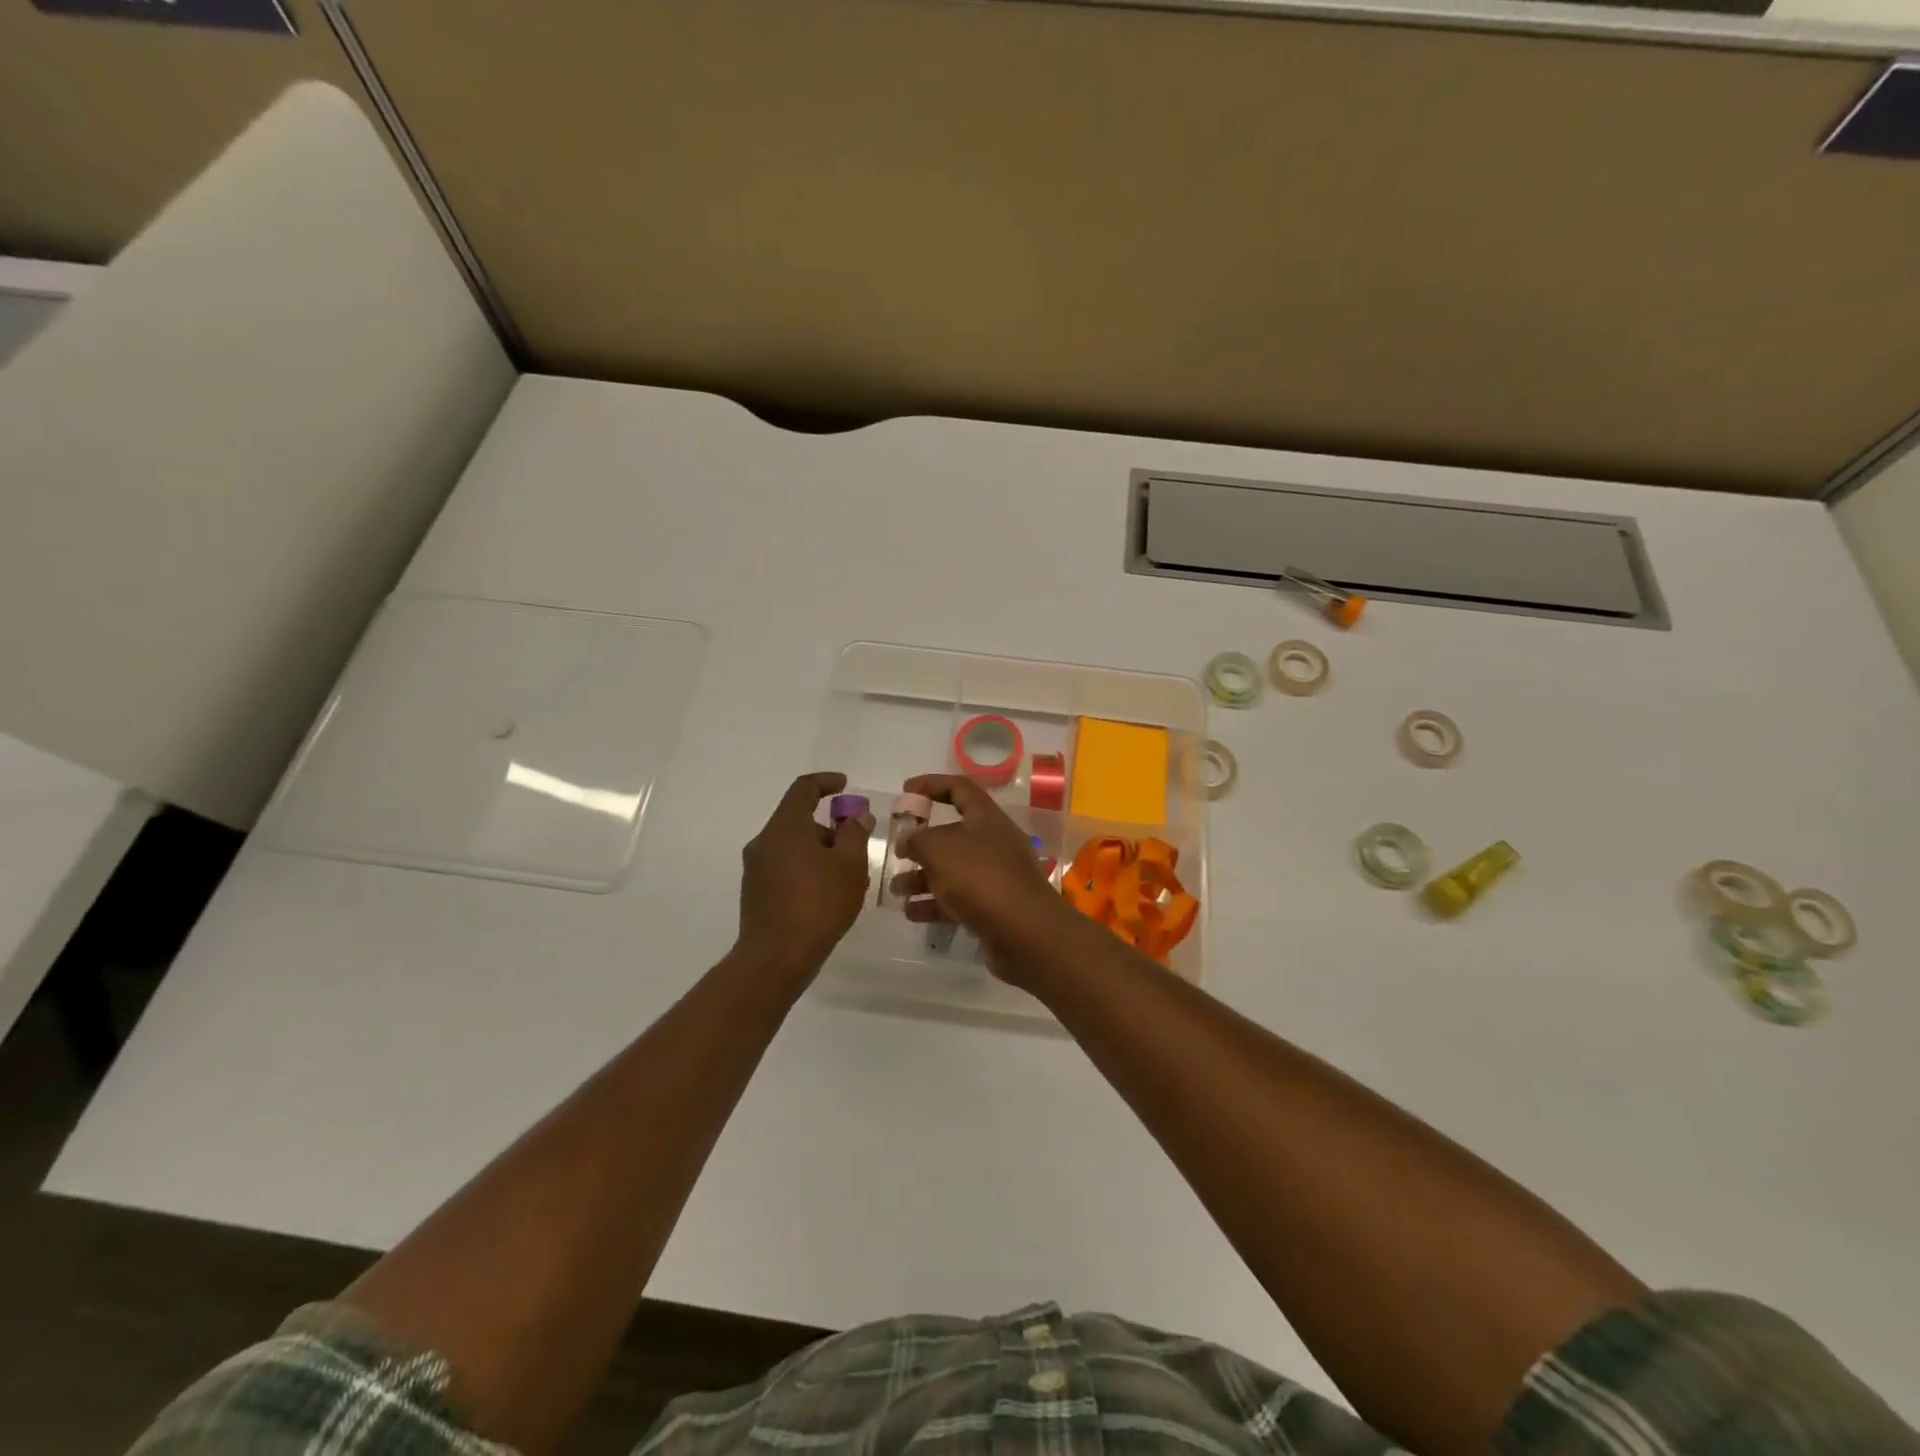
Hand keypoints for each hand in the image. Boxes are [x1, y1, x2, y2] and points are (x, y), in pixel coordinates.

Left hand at [737, 772, 874, 980]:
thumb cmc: (818, 903)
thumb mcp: (850, 865)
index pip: (803, 789)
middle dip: (829, 826)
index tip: (845, 785)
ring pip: (792, 846)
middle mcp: (764, 841)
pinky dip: (806, 869)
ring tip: (847, 877)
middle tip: (856, 843)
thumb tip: (856, 816)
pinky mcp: (755, 892)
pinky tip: (826, 894)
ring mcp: (756, 868)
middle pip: (798, 819)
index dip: (826, 782)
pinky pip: (784, 867)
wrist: (776, 957)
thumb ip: (855, 834)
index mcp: (785, 827)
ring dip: (819, 851)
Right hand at [893, 774, 1074, 983]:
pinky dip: (934, 903)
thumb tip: (909, 840)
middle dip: (921, 843)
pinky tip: (911, 913)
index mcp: (986, 817)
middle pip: (952, 833)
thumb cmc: (980, 877)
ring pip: (952, 869)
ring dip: (922, 878)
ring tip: (896, 890)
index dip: (931, 784)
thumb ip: (918, 839)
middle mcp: (993, 842)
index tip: (905, 792)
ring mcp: (995, 875)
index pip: (959, 788)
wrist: (1025, 931)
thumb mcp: (939, 849)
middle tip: (897, 853)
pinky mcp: (994, 906)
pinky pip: (958, 899)